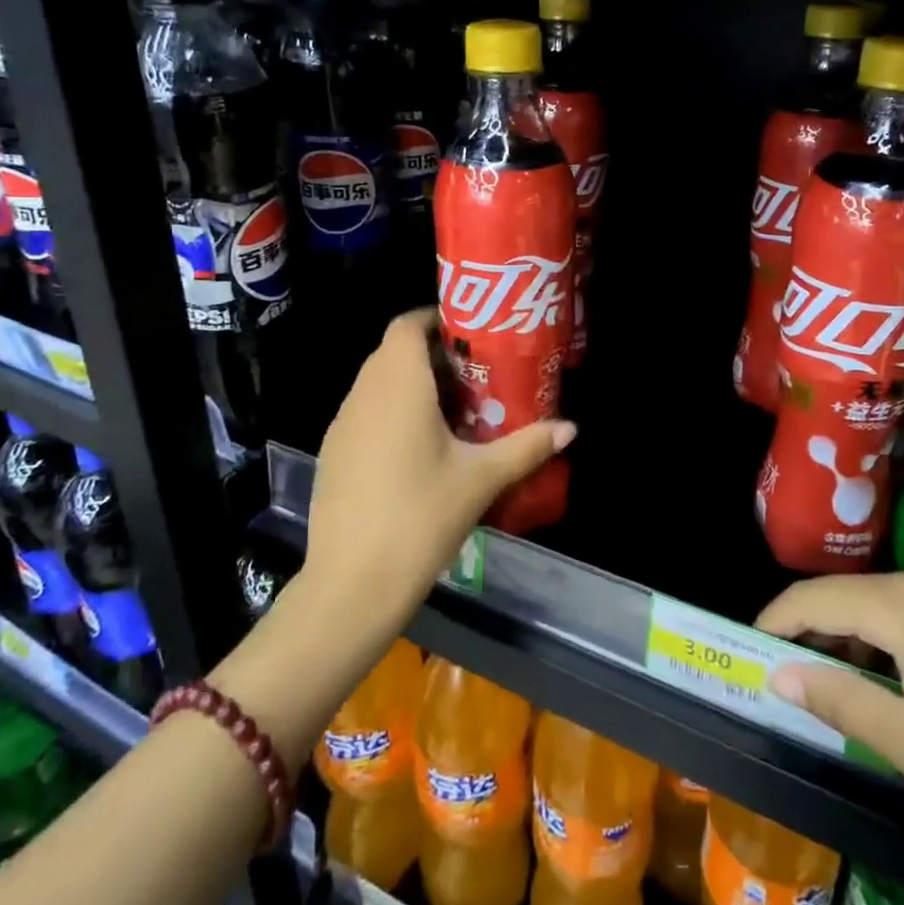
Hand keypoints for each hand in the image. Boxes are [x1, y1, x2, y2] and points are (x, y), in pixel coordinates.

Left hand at [304, 308, 574, 623]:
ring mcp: (341, 425)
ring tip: (453, 409)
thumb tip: (571, 427)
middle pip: (393, 352)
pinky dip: (391, 412)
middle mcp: (363, 394)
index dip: (436, 318)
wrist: (351, 585)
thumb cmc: (420, 518)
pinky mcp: (332, 453)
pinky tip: (418, 448)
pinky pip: (364, 412)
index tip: (471, 332)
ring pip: (376, 383)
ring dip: (411, 384)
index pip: (407, 325)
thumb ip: (526, 446)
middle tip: (475, 373)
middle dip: (432, 354)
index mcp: (398, 386)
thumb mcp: (480, 480)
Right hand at [757, 569, 903, 881]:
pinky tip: (893, 682)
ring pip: (882, 604)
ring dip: (849, 637)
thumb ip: (836, 698)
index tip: (748, 650)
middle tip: (786, 674)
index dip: (775, 620)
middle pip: (848, 594)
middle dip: (810, 630)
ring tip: (835, 684)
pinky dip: (887, 641)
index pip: (814, 595)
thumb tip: (777, 674)